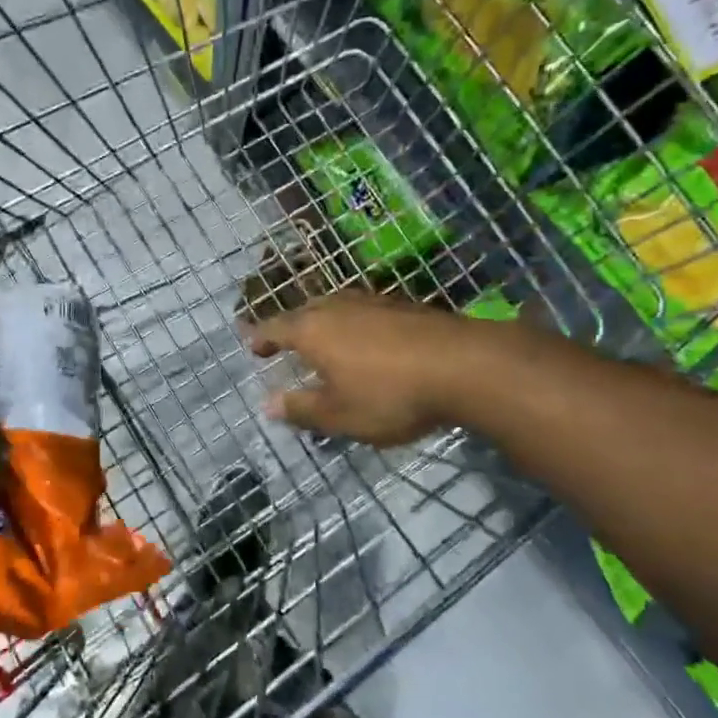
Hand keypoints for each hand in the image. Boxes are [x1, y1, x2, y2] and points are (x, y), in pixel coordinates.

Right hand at [245, 292, 474, 446]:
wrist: (464, 366)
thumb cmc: (390, 394)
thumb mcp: (340, 415)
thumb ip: (301, 409)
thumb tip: (267, 404)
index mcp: (313, 330)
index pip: (276, 328)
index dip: (262, 338)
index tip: (252, 346)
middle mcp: (338, 307)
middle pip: (305, 312)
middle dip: (291, 327)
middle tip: (285, 342)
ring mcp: (373, 301)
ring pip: (337, 307)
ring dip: (325, 323)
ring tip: (324, 339)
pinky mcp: (404, 306)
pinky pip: (366, 311)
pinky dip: (356, 324)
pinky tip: (368, 340)